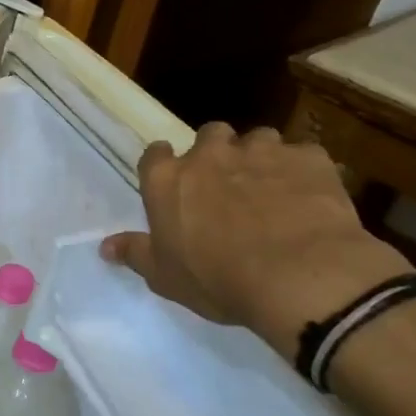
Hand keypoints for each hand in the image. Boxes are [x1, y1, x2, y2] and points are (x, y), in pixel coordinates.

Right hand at [101, 123, 410, 357]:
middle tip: (227, 188)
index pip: (154, 154)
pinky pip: (303, 156)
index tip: (175, 186)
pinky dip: (303, 172)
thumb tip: (105, 246)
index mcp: (168, 179)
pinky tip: (310, 199)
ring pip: (258, 140)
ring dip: (260, 159)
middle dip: (216, 155)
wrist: (300, 277)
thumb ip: (135, 253)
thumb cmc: (219, 280)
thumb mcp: (166, 277)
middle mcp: (210, 153)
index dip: (164, 167)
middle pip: (209, 135)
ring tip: (272, 192)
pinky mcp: (309, 157)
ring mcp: (262, 150)